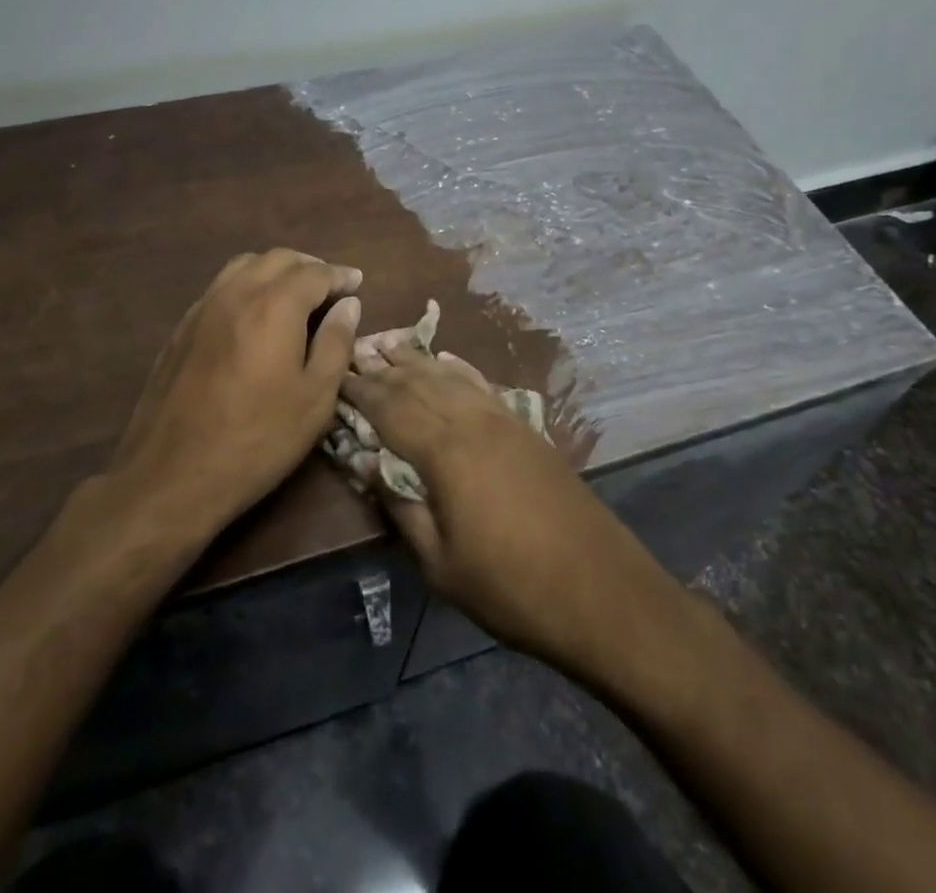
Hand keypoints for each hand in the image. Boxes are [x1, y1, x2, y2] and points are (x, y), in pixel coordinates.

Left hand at [107, 249, 361, 537]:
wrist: (172, 475)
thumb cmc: (257, 439)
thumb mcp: (315, 399)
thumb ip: (336, 343)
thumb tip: (349, 305)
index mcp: (275, 306)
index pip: (315, 272)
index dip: (340, 275)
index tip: (357, 283)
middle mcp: (237, 293)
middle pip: (278, 258)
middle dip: (309, 266)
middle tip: (330, 287)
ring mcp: (203, 307)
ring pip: (244, 266)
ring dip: (275, 270)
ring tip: (294, 294)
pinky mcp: (181, 328)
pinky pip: (221, 287)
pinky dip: (247, 285)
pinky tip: (254, 315)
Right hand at [339, 346, 686, 687]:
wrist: (602, 591)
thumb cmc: (511, 587)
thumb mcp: (441, 564)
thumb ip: (400, 506)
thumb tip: (364, 461)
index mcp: (446, 452)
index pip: (390, 407)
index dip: (359, 390)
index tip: (334, 376)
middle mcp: (473, 421)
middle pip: (418, 382)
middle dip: (382, 368)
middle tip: (352, 353)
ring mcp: (503, 419)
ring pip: (449, 376)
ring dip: (416, 360)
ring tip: (388, 345)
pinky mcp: (525, 427)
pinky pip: (481, 384)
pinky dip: (457, 368)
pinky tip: (446, 360)